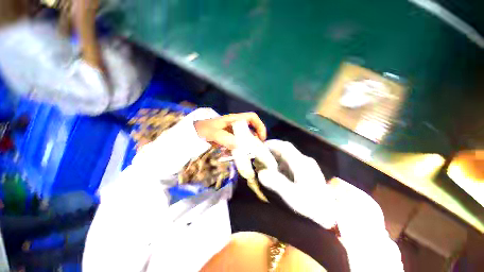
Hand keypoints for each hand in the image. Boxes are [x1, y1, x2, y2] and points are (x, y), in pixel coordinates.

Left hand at [194, 112, 266, 149]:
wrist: (193, 132)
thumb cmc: (202, 129)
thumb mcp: (212, 132)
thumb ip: (224, 138)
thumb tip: (237, 145)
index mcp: (234, 119)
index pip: (252, 118)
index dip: (259, 126)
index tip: (261, 138)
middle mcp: (235, 125)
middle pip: (251, 130)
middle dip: (254, 140)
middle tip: (254, 151)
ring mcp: (232, 132)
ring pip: (244, 138)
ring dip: (247, 147)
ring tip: (246, 156)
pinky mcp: (229, 139)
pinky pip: (238, 144)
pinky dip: (239, 150)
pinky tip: (236, 156)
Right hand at [256, 140, 335, 228]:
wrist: (330, 213)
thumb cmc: (312, 205)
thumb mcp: (292, 195)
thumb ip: (276, 182)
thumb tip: (260, 173)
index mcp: (301, 163)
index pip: (285, 147)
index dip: (272, 144)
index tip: (261, 145)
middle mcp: (303, 161)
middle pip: (285, 150)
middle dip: (272, 151)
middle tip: (259, 155)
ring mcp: (305, 166)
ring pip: (287, 157)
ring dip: (275, 158)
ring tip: (265, 163)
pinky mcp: (305, 171)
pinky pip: (289, 163)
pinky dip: (280, 165)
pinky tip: (275, 171)